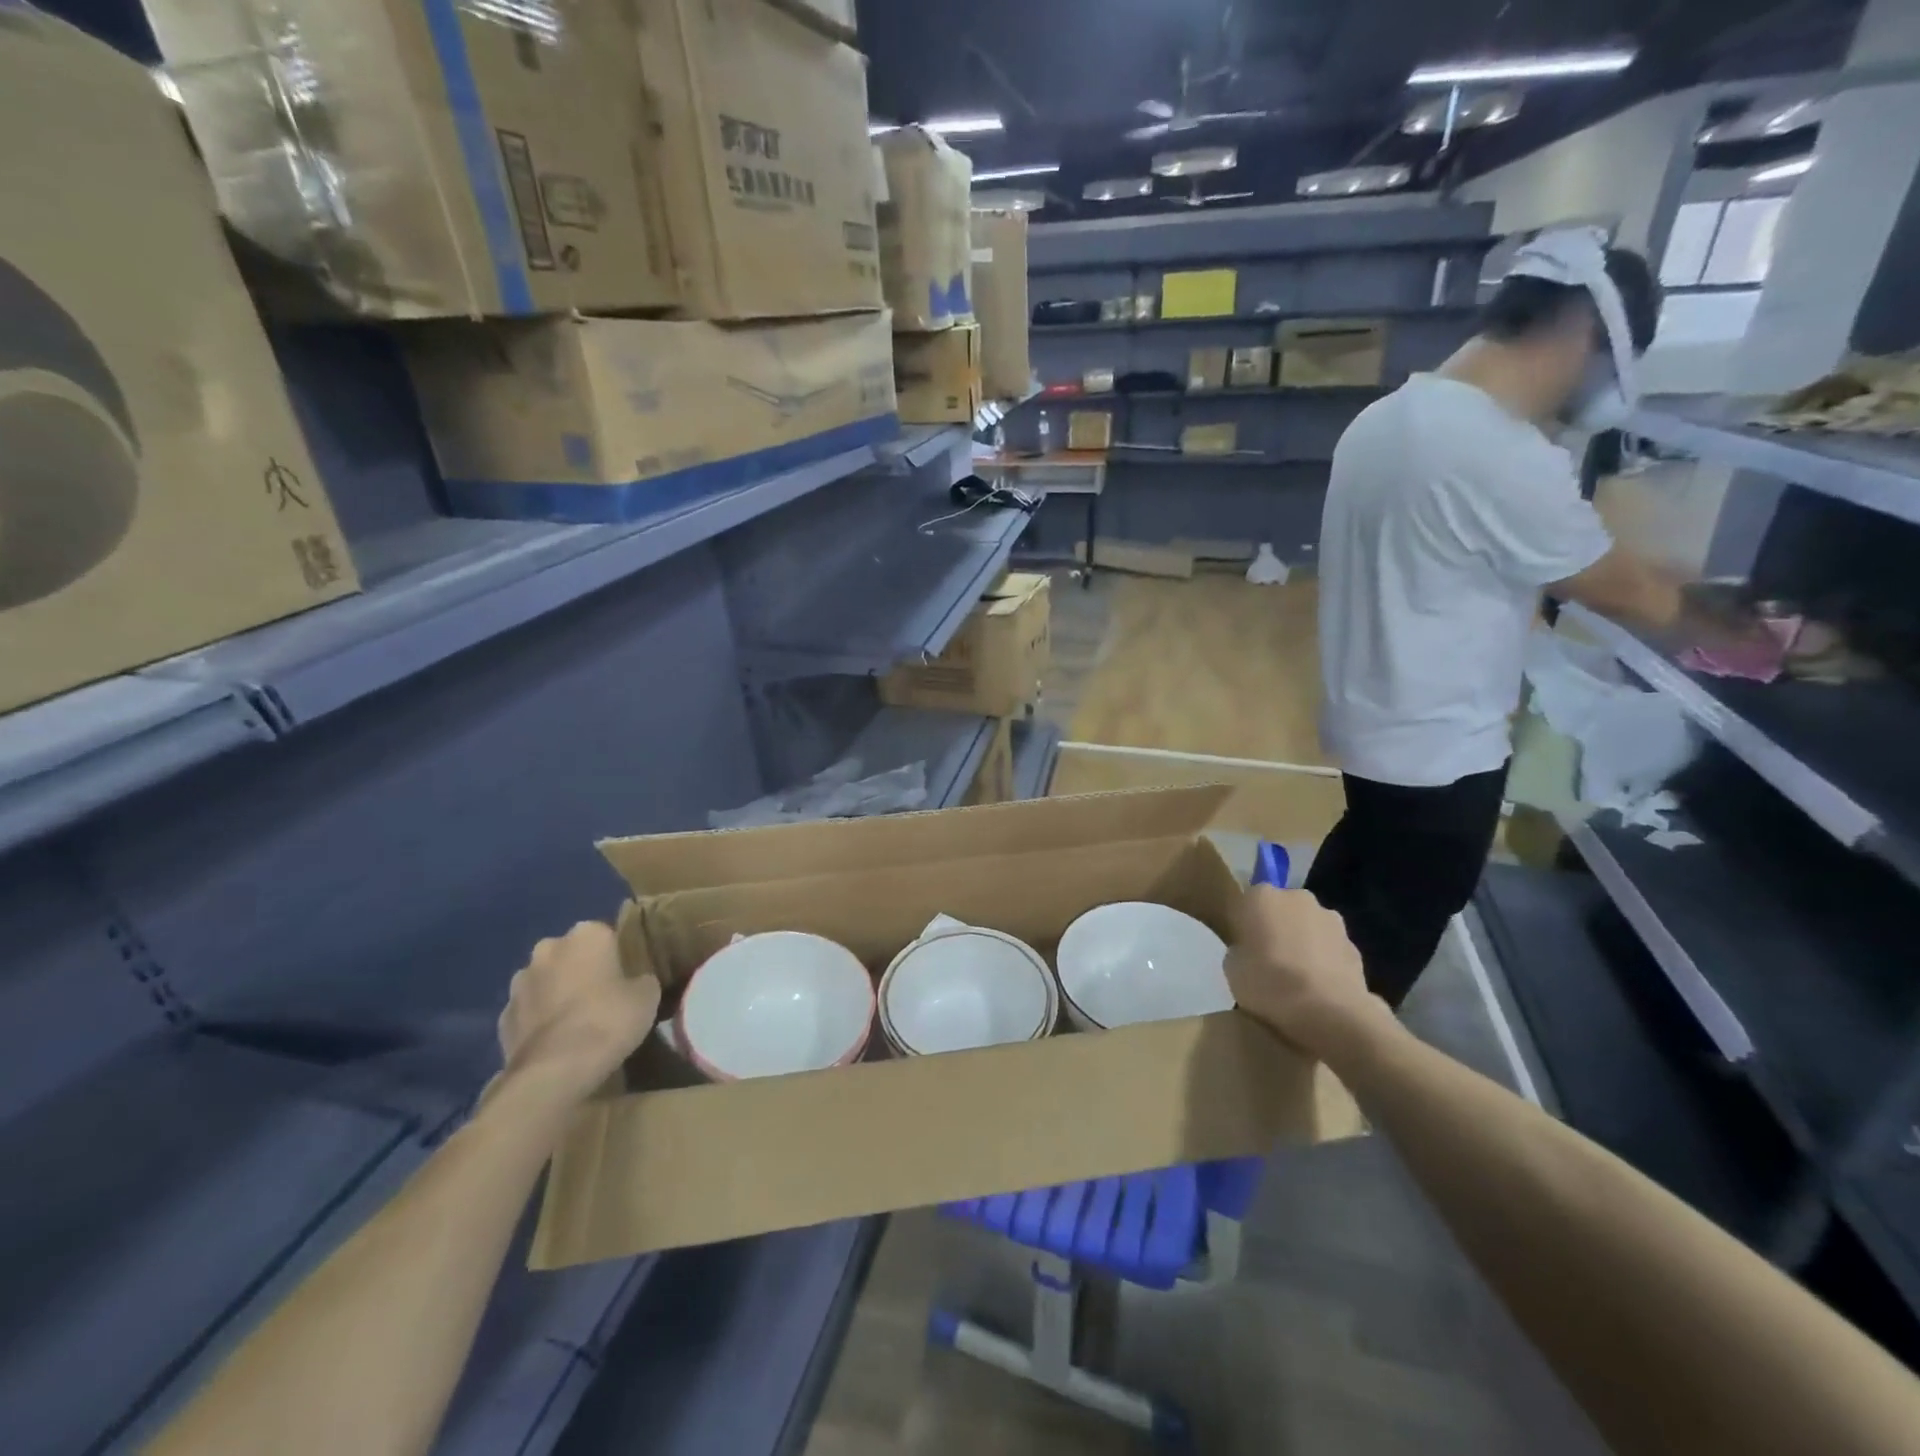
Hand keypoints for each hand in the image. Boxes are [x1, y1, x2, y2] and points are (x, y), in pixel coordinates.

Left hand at [495, 922, 660, 1107]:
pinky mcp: (503, 1017)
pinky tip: (557, 1041)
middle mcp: (549, 948)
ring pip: (547, 981)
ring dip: (558, 993)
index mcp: (587, 934)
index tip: (629, 977)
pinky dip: (540, 1020)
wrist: (554, 1071)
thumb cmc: (608, 1020)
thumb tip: (637, 982)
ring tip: (579, 1022)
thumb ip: (642, 980)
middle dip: (583, 970)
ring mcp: (520, 983)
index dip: (619, 956)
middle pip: (572, 954)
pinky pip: (529, 1011)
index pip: (608, 935)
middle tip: (604, 996)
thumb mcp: (647, 996)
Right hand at [1226, 887, 1384, 1060]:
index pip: (1246, 902)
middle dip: (1276, 928)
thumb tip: (1250, 952)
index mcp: (1261, 897)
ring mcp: (1331, 920)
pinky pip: (1330, 950)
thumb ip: (1240, 950)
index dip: (1244, 925)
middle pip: (1281, 909)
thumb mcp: (1232, 968)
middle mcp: (1297, 898)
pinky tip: (1319, 989)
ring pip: (1309, 927)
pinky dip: (1324, 962)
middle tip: (1268, 960)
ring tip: (1297, 979)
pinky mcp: (1355, 946)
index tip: (1243, 947)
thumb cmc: (1268, 983)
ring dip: (1303, 943)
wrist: (1328, 1012)